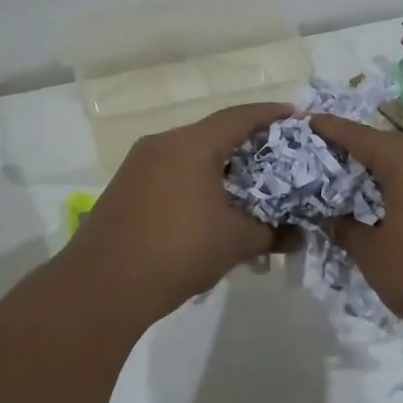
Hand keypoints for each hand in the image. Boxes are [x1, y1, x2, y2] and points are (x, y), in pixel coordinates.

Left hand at [64, 102, 293, 322]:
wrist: (102, 287)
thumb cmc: (178, 252)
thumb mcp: (235, 242)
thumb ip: (272, 233)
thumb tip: (300, 236)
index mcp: (191, 144)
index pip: (239, 117)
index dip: (271, 115)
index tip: (296, 117)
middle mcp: (163, 144)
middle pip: (214, 134)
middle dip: (248, 146)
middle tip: (280, 160)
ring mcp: (139, 165)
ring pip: (191, 155)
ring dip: (222, 169)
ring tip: (250, 190)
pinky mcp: (126, 188)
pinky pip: (172, 174)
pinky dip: (198, 183)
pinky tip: (213, 210)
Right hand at [304, 115, 402, 345]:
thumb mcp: (374, 257)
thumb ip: (346, 230)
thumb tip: (334, 218)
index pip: (357, 135)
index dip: (328, 128)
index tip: (303, 123)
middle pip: (385, 145)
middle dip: (353, 151)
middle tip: (321, 163)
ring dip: (381, 171)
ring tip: (352, 188)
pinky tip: (391, 209)